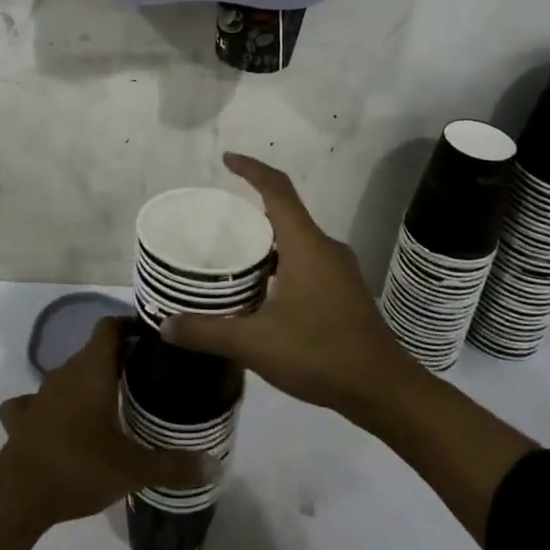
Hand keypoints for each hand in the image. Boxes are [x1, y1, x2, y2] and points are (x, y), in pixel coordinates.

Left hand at [0, 317, 213, 549]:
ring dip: (85, 385)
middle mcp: (65, 373)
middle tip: (142, 378)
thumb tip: (213, 463)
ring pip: (67, 377)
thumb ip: (173, 465)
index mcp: (92, 370)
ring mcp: (39, 395)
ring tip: (108, 404)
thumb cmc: (81, 467)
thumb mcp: (134, 469)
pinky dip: (49, 408)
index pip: (110, 327)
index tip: (150, 338)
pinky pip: (36, 403)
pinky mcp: (21, 419)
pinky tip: (59, 424)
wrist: (19, 495)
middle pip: (92, 352)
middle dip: (116, 360)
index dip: (129, 326)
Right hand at [160, 152, 415, 418]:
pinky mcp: (346, 291)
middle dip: (253, 209)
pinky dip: (283, 262)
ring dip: (268, 240)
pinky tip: (264, 291)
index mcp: (306, 245)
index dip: (251, 169)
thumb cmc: (319, 354)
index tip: (227, 160)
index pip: (277, 189)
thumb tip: (165, 326)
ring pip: (298, 240)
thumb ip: (207, 332)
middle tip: (218, 220)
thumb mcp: (255, 344)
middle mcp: (325, 248)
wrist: (383, 389)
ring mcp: (340, 270)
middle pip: (286, 213)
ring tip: (235, 256)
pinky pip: (308, 260)